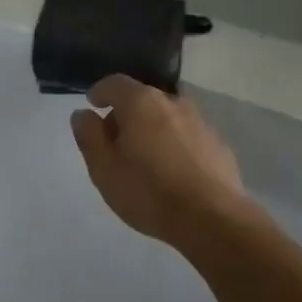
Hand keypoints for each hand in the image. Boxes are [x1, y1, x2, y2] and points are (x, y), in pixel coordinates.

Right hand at [70, 75, 249, 245]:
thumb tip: (83, 114)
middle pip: (142, 99)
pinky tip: (170, 172)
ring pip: (166, 117)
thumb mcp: (104, 168)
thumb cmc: (148, 192)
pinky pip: (186, 136)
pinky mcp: (218, 144)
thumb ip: (89, 136)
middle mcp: (173, 103)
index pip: (115, 83)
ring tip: (142, 160)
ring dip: (150, 130)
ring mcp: (200, 122)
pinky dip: (173, 144)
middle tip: (113, 142)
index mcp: (141, 103)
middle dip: (125, 114)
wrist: (212, 219)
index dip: (100, 92)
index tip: (92, 105)